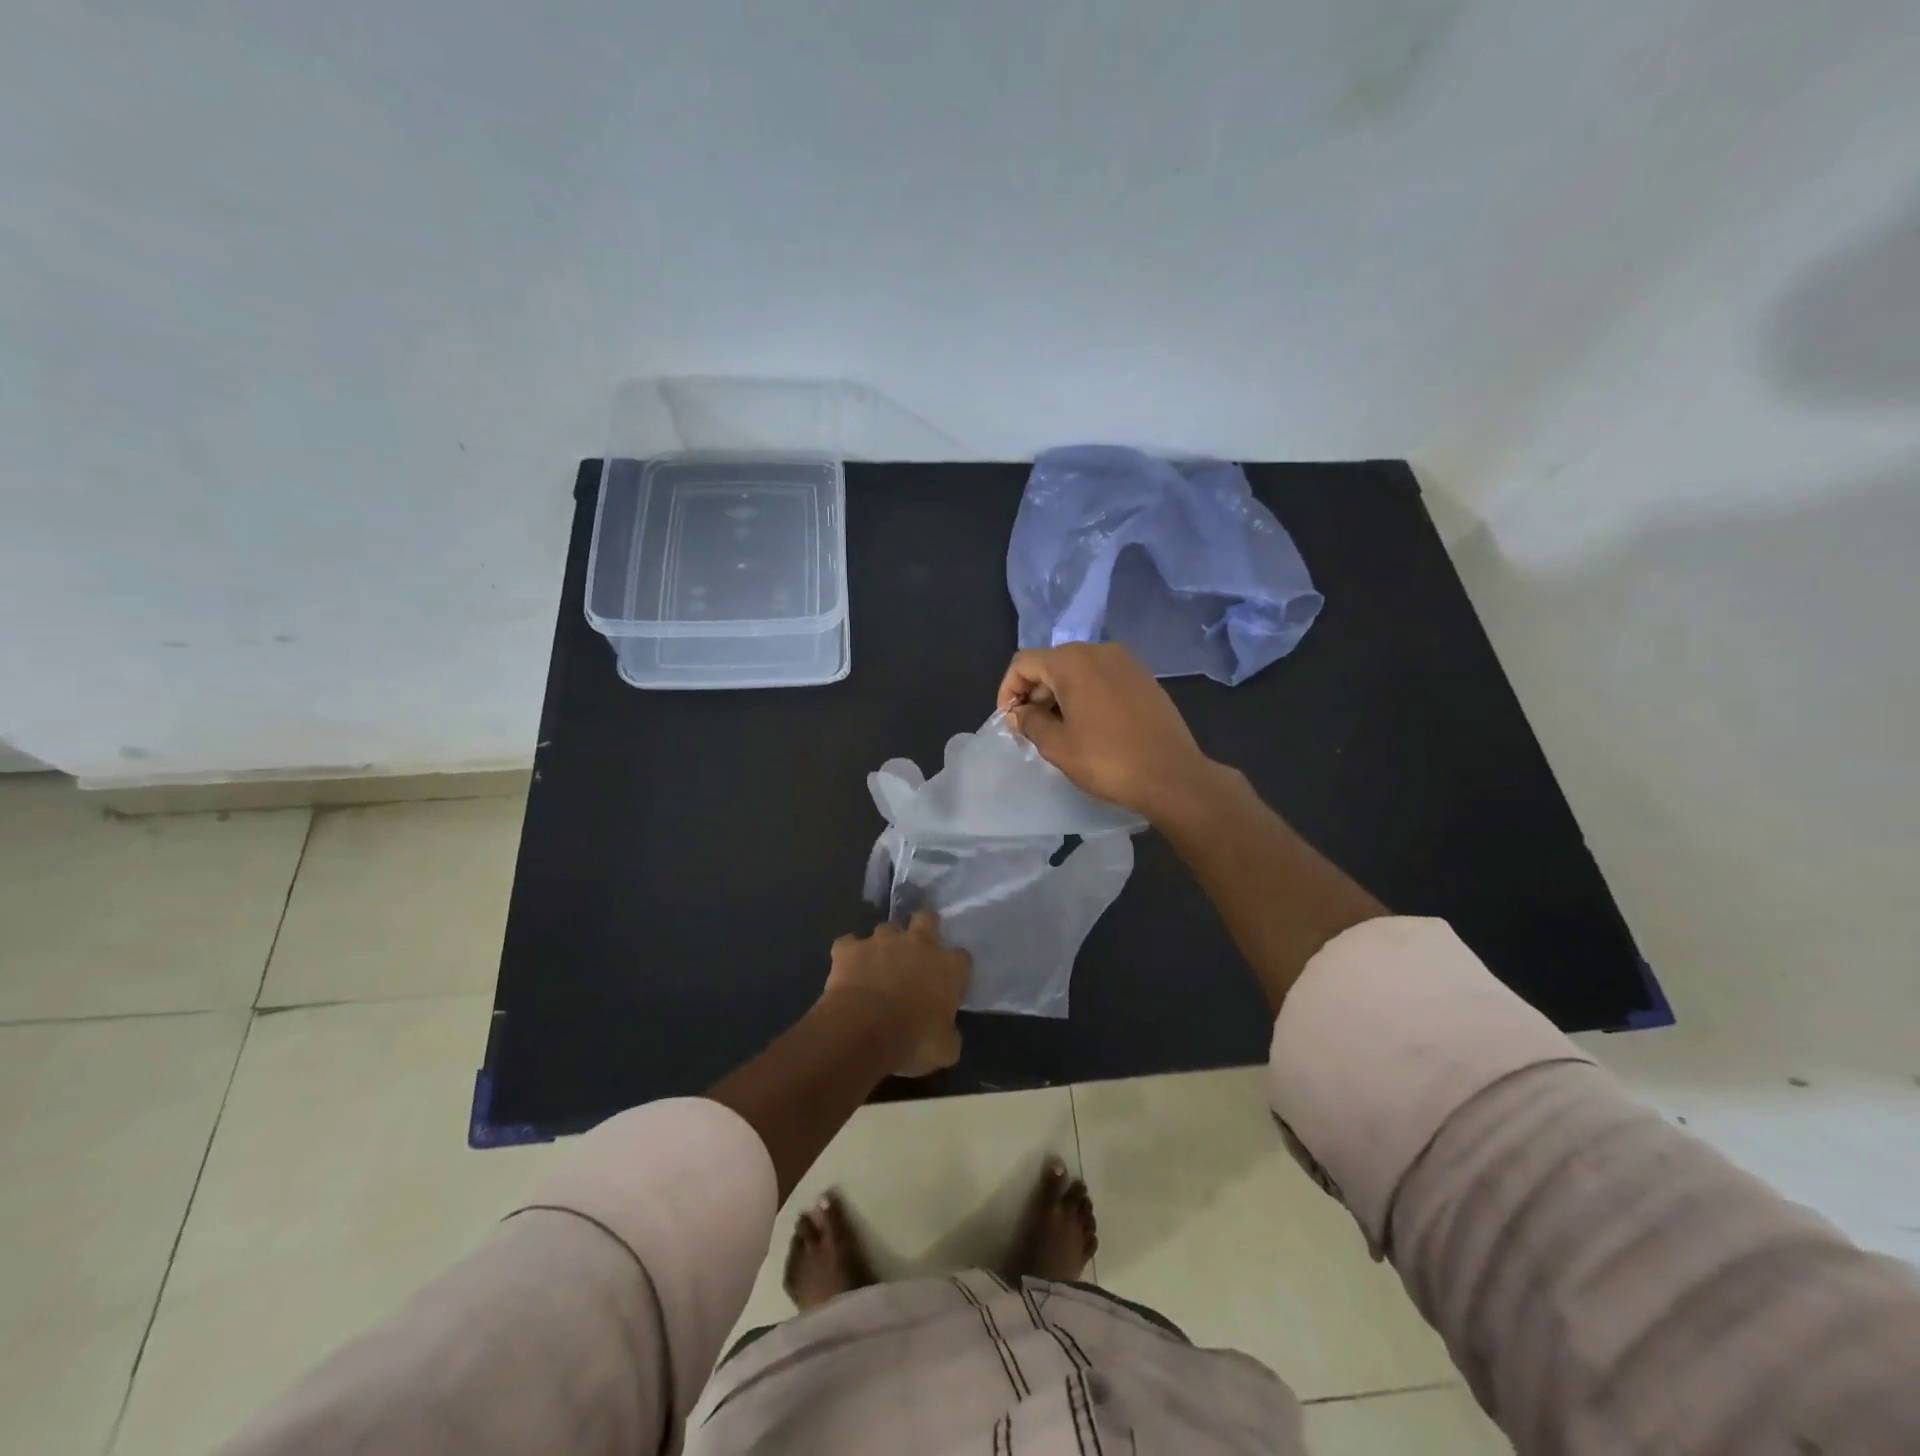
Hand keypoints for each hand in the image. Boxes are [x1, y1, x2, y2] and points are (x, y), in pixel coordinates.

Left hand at [822, 912, 971, 1077]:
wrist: (863, 1030)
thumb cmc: (912, 1040)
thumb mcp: (944, 1050)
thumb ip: (949, 1034)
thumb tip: (946, 1033)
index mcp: (948, 968)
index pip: (961, 958)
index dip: (955, 968)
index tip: (948, 982)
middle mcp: (918, 944)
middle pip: (926, 919)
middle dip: (923, 927)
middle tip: (916, 950)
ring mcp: (882, 941)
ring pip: (886, 929)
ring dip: (884, 944)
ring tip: (877, 965)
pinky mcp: (850, 948)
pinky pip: (848, 944)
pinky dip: (848, 954)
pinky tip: (846, 969)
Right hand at [997, 643, 1224, 824]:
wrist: (1172, 775)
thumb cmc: (1107, 760)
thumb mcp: (1057, 746)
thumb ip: (1030, 722)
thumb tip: (1021, 713)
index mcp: (1073, 661)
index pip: (1024, 663)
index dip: (1008, 690)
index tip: (1010, 720)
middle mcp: (1099, 651)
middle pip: (1052, 664)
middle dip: (1035, 693)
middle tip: (1032, 729)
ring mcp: (1126, 662)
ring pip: (1078, 670)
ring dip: (1060, 695)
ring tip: (1059, 730)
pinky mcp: (1144, 678)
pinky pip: (1102, 678)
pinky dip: (1086, 694)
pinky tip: (1089, 726)